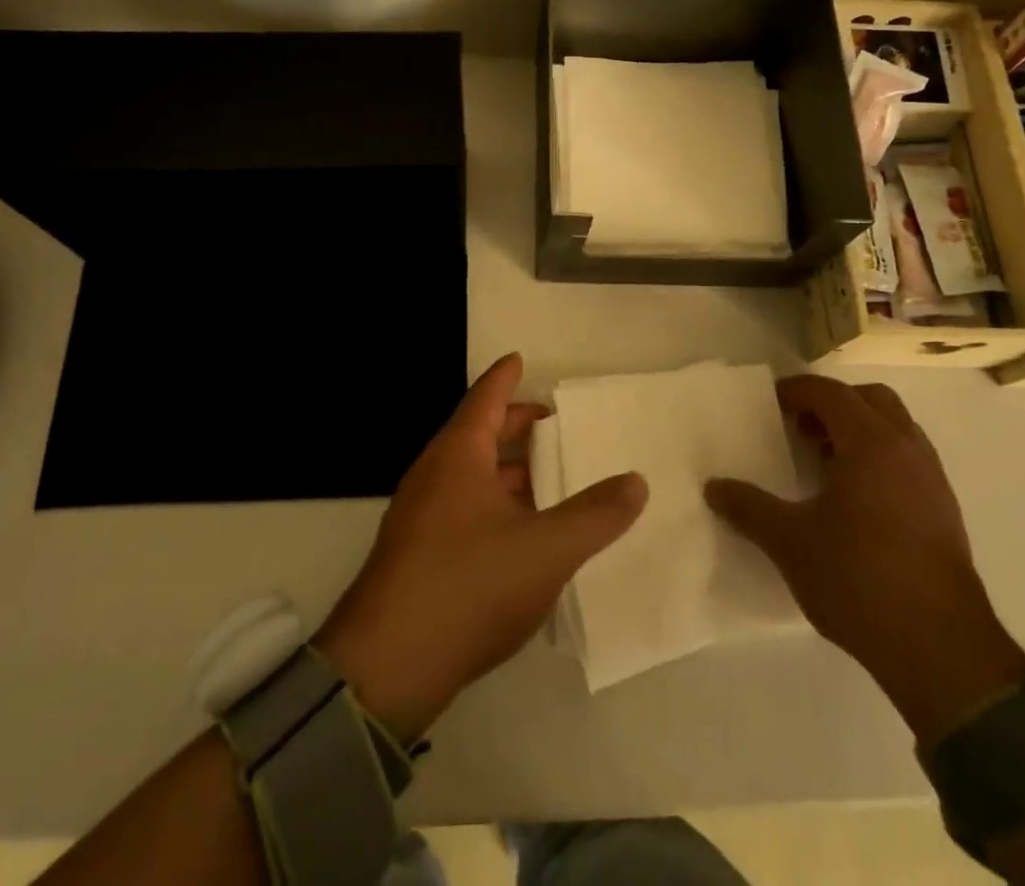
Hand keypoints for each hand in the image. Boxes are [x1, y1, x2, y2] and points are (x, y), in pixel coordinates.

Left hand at [316, 354, 647, 740]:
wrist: (389, 665)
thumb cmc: (470, 584)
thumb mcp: (546, 549)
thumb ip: (595, 514)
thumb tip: (636, 481)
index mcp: (459, 455)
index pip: (485, 398)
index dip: (505, 377)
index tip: (519, 359)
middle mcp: (434, 474)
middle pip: (479, 434)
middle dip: (515, 426)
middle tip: (552, 425)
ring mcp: (420, 515)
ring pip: (471, 476)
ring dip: (508, 473)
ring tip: (549, 481)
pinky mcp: (417, 554)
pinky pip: (463, 509)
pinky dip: (495, 505)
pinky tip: (521, 535)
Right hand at [705, 375, 1024, 746]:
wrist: (942, 651)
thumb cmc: (859, 580)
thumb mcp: (789, 543)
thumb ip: (749, 508)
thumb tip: (714, 487)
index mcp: (870, 445)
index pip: (831, 393)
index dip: (797, 391)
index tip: (770, 403)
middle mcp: (907, 450)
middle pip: (871, 399)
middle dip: (834, 403)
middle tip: (800, 427)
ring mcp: (933, 481)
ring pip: (896, 429)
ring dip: (860, 430)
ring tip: (824, 461)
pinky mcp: (945, 512)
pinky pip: (909, 460)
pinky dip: (880, 458)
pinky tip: (855, 498)